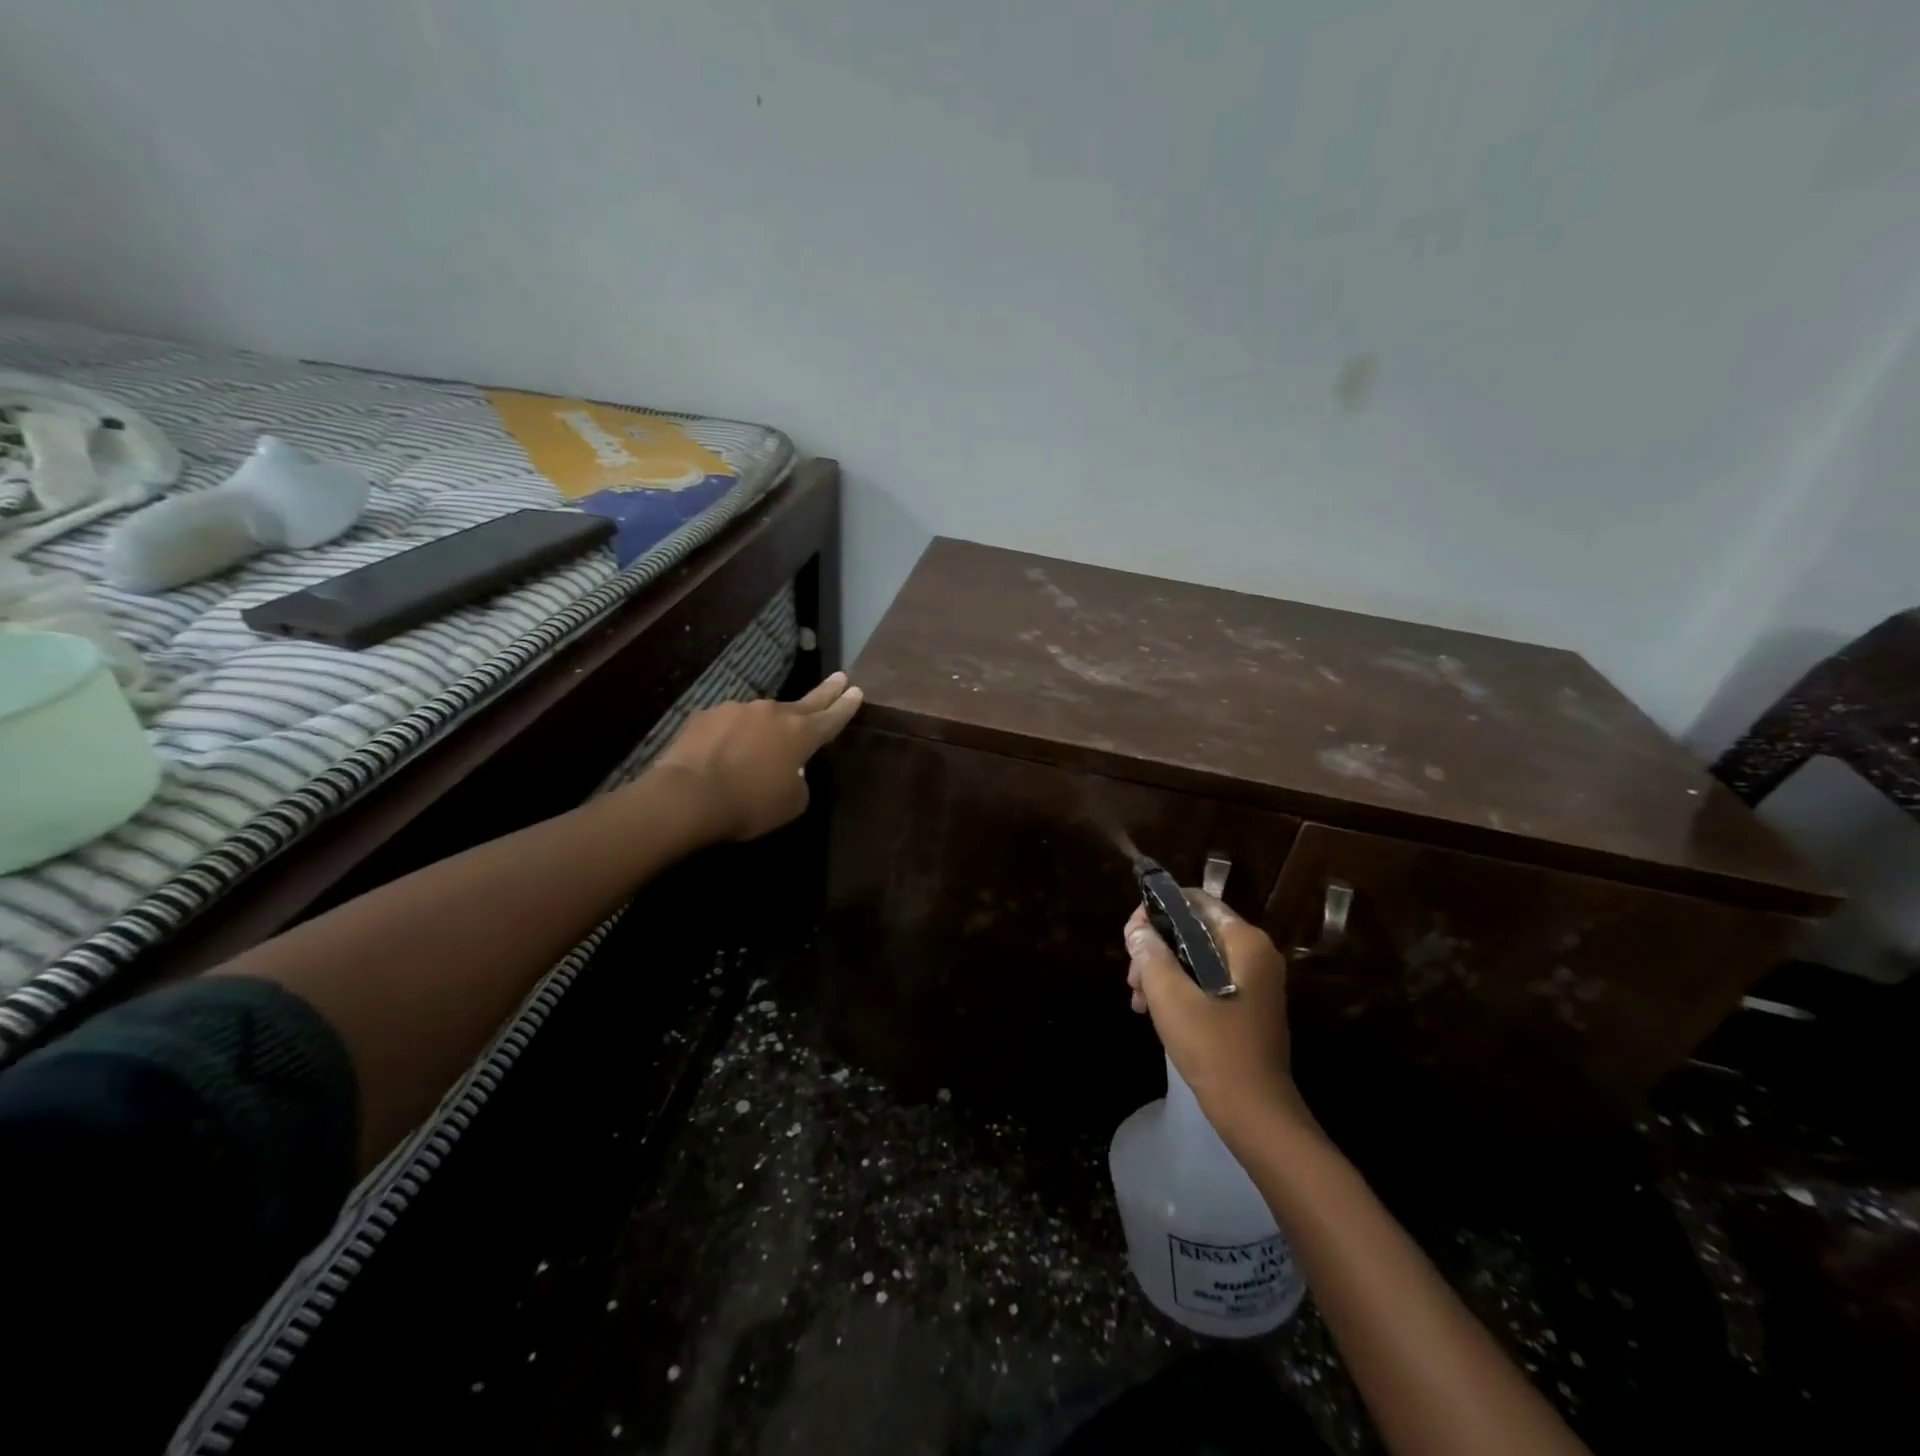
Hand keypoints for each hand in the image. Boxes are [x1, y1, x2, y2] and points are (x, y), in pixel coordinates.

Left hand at [651, 672, 862, 840]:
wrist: (688, 796)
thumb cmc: (750, 803)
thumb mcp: (791, 803)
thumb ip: (798, 781)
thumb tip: (790, 771)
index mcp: (800, 734)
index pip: (831, 717)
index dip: (846, 707)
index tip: (857, 691)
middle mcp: (772, 713)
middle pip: (805, 702)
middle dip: (825, 691)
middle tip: (839, 677)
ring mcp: (737, 710)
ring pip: (759, 717)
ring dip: (763, 728)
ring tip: (755, 748)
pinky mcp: (705, 716)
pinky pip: (726, 725)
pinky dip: (730, 736)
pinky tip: (721, 752)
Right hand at [1124, 891, 1307, 1141]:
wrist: (1256, 1114)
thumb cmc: (1214, 1048)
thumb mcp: (1171, 997)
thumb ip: (1150, 954)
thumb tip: (1137, 930)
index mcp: (1244, 941)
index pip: (1195, 901)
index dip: (1157, 910)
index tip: (1130, 936)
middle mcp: (1255, 953)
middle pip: (1194, 929)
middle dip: (1156, 948)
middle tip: (1132, 977)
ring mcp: (1255, 981)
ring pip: (1196, 957)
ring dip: (1163, 971)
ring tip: (1138, 1001)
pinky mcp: (1248, 1005)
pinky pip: (1207, 980)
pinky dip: (1180, 989)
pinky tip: (1155, 1012)